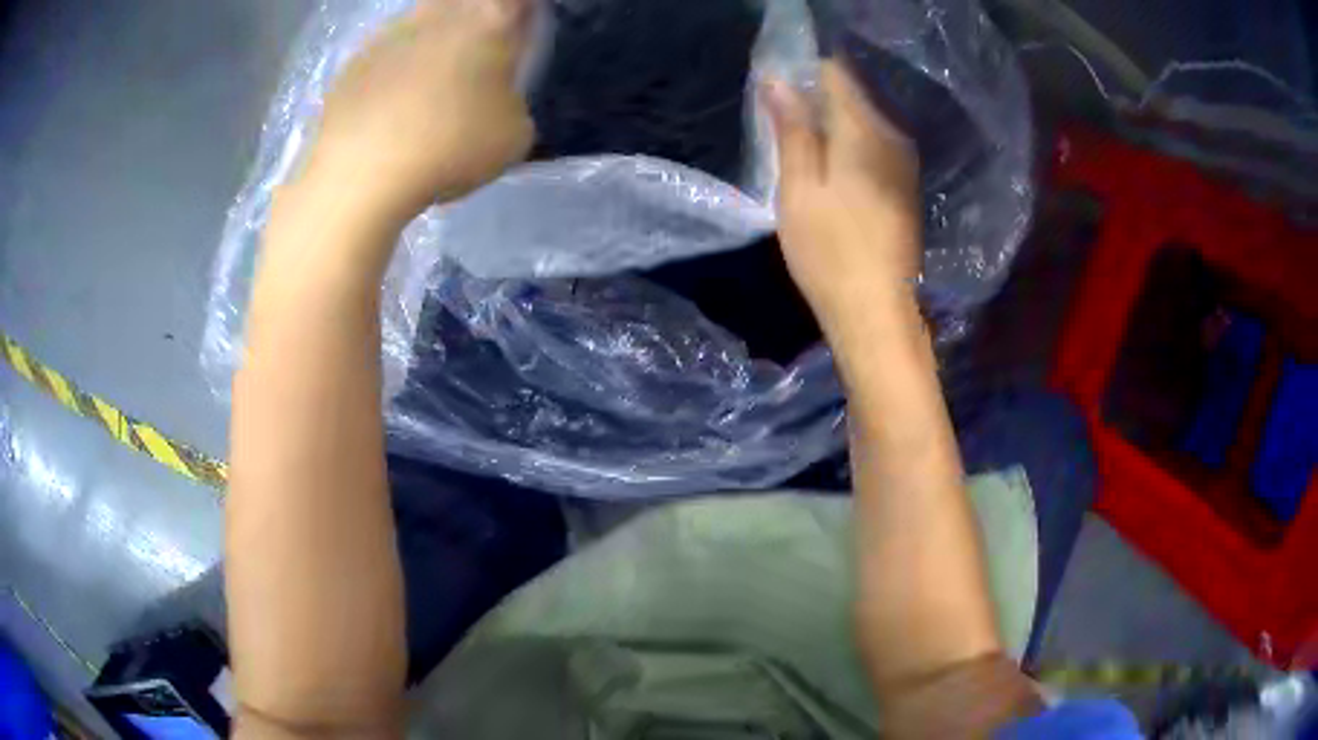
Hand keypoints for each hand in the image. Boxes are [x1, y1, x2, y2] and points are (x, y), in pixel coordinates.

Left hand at [299, 0, 535, 227]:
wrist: (361, 171)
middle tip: (475, 51)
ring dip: (431, 42)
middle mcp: (440, 12)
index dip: (520, 9)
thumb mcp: (515, 135)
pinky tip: (389, 110)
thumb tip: (495, 99)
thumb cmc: (451, 145)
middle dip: (472, 17)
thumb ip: (512, 101)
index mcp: (490, 20)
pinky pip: (385, 55)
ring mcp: (390, 32)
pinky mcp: (353, 61)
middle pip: (463, 0)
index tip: (521, 26)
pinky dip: (392, 72)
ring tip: (428, 87)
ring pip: (422, 21)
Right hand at [762, 62, 920, 332]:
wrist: (877, 310)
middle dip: (816, 100)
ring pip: (863, 121)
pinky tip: (829, 172)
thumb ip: (793, 129)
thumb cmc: (829, 250)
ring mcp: (904, 162)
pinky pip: (874, 145)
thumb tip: (779, 80)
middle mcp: (892, 136)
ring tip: (800, 149)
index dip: (804, 74)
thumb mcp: (799, 187)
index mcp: (864, 130)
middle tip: (781, 125)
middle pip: (852, 96)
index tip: (778, 91)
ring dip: (831, 125)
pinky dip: (848, 147)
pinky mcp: (906, 186)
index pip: (836, 74)